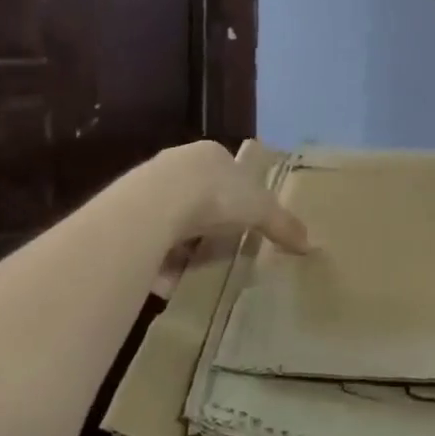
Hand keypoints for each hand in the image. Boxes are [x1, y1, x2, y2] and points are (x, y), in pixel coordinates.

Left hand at [152, 141, 308, 296]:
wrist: (154, 206)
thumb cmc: (215, 196)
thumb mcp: (261, 209)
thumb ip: (283, 224)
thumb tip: (309, 244)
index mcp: (211, 154)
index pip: (227, 171)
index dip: (237, 197)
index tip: (243, 223)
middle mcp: (177, 163)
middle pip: (198, 195)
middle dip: (208, 224)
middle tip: (220, 249)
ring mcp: (146, 186)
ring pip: (171, 219)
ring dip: (181, 246)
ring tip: (193, 272)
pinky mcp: (125, 213)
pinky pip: (148, 241)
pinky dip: (159, 261)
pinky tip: (167, 281)